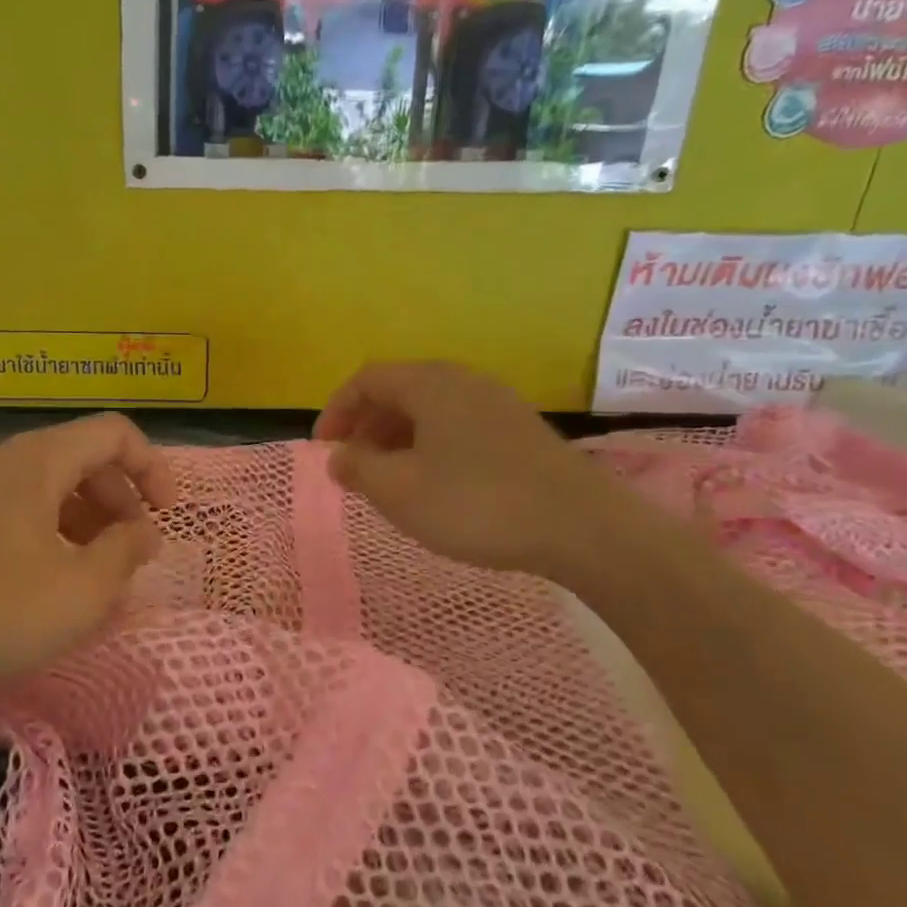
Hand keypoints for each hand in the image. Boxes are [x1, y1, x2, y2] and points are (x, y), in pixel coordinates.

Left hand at [0, 413, 177, 715]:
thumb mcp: (79, 592)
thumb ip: (125, 553)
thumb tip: (143, 532)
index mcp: (36, 461)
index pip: (113, 433)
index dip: (153, 467)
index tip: (167, 516)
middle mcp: (0, 460)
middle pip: (80, 456)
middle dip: (120, 498)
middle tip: (132, 550)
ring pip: (47, 485)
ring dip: (85, 518)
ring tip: (95, 571)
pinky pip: (15, 507)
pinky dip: (49, 530)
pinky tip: (47, 579)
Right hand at [315, 361, 629, 581]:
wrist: (582, 526)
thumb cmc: (476, 503)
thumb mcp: (400, 491)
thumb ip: (358, 468)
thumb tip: (339, 457)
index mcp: (430, 384)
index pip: (366, 379)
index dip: (336, 411)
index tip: (324, 450)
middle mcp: (463, 380)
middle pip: (399, 390)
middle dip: (366, 425)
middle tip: (353, 465)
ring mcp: (496, 403)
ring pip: (429, 409)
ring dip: (397, 437)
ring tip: (388, 478)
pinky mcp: (519, 429)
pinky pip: (457, 424)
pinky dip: (429, 445)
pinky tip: (433, 483)